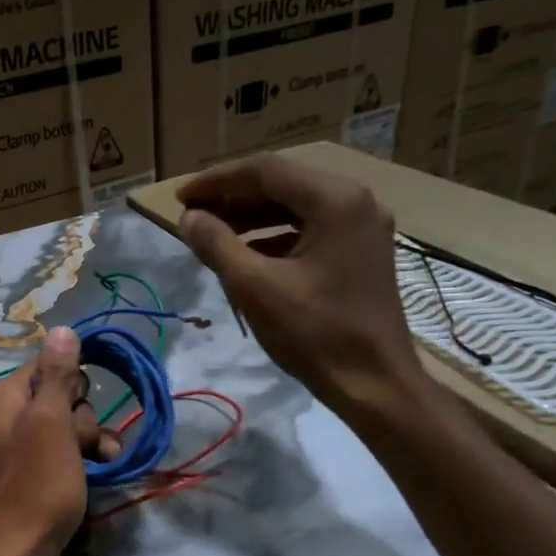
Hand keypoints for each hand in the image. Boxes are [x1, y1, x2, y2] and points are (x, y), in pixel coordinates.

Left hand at [0, 326, 118, 555]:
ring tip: (104, 463)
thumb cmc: (35, 485)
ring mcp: (16, 447)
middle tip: (88, 445)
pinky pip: (59, 454)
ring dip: (89, 442)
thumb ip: (57, 376)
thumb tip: (61, 328)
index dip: (73, 383)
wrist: (10, 555)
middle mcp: (6, 415)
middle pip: (60, 397)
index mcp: (5, 396)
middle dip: (83, 419)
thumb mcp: (51, 424)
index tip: (83, 406)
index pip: (48, 364)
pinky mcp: (27, 475)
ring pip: (65, 428)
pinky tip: (99, 474)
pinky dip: (79, 461)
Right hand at [177, 156, 425, 425]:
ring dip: (252, 216)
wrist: (375, 384)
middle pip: (283, 184)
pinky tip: (246, 254)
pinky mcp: (361, 252)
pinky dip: (274, 236)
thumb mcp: (255, 288)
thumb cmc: (315, 334)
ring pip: (296, 206)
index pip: (266, 171)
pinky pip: (310, 229)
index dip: (217, 181)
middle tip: (192, 215)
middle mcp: (355, 201)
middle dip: (233, 197)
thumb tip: (189, 217)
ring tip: (212, 232)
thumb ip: (217, 244)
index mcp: (335, 200)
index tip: (180, 198)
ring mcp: (362, 227)